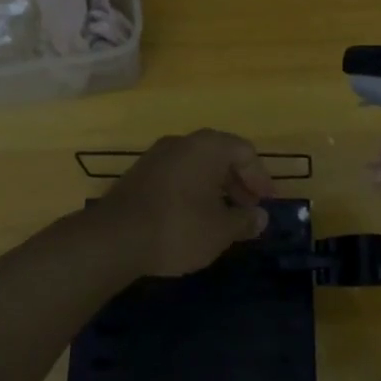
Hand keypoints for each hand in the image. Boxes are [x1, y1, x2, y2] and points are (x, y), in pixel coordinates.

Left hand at [95, 130, 275, 278]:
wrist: (113, 238)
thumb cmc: (178, 228)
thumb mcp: (220, 230)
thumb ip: (244, 221)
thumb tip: (260, 217)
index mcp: (208, 147)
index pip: (245, 152)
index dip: (261, 178)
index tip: (267, 204)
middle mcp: (182, 142)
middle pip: (220, 155)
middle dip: (238, 183)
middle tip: (248, 210)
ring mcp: (156, 156)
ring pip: (196, 166)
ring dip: (215, 188)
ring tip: (222, 217)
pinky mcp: (139, 174)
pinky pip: (177, 175)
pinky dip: (192, 191)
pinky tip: (193, 218)